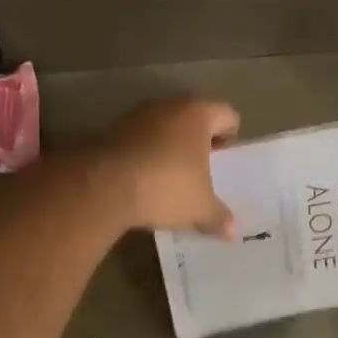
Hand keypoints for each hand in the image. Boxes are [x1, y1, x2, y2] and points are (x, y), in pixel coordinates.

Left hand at [93, 98, 239, 235]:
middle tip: (200, 170)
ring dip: (169, 145)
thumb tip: (233, 232)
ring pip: (163, 125)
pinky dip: (144, 152)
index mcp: (198, 114)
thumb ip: (219, 216)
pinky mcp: (111, 129)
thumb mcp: (199, 207)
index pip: (227, 115)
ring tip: (169, 176)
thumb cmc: (166, 186)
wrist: (103, 186)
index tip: (224, 162)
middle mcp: (168, 105)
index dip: (230, 137)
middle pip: (193, 117)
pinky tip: (142, 178)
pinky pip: (138, 137)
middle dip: (198, 141)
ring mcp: (136, 114)